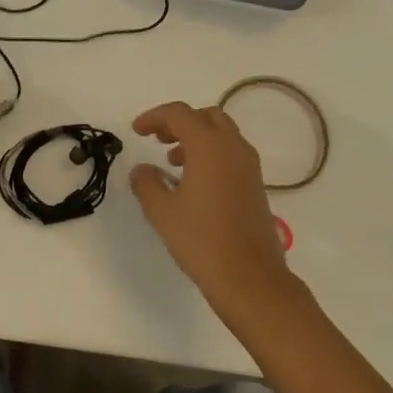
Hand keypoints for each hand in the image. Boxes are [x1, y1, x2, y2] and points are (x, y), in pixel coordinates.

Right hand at [130, 101, 295, 325]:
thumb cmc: (202, 240)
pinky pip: (231, 153)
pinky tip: (194, 182)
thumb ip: (147, 184)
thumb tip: (141, 170)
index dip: (154, 117)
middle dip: (179, 122)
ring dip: (196, 138)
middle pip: (206, 116)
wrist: (251, 278)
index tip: (136, 131)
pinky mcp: (256, 185)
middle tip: (158, 139)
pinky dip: (211, 154)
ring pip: (222, 133)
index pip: (179, 114)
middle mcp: (233, 147)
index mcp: (209, 146)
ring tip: (172, 161)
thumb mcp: (162, 212)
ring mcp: (249, 166)